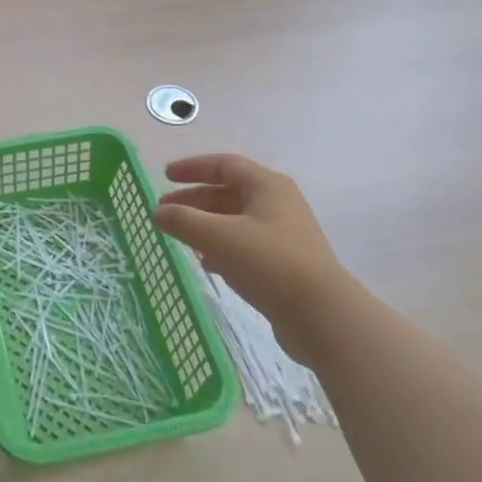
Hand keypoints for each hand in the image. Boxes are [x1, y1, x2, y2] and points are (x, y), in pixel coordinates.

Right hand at [154, 154, 346, 354]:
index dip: (193, 168)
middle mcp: (278, 204)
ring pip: (235, 220)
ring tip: (180, 237)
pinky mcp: (284, 264)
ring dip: (205, 225)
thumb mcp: (219, 237)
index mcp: (267, 186)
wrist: (323, 317)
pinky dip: (221, 247)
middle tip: (164, 211)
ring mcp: (284, 235)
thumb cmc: (269, 263)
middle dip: (194, 200)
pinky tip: (206, 263)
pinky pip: (245, 245)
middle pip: (228, 192)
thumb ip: (183, 221)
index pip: (224, 165)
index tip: (165, 175)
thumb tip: (158, 213)